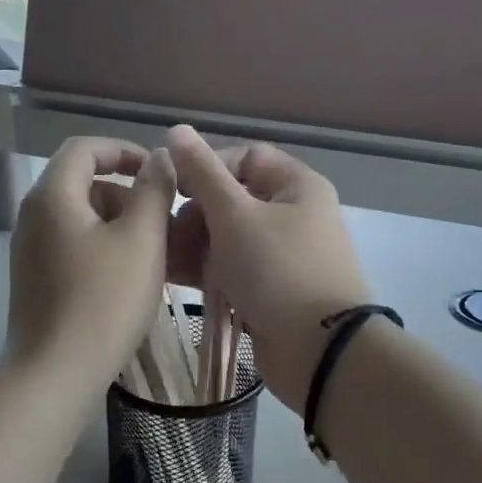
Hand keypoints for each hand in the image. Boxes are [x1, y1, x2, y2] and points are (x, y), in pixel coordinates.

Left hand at [7, 137, 176, 382]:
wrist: (55, 373)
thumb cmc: (104, 301)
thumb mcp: (141, 240)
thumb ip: (153, 190)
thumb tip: (159, 158)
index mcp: (53, 195)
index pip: (85, 148)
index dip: (124, 150)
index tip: (159, 173)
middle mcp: (34, 216)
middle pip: (83, 183)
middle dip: (127, 194)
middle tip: (164, 223)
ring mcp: (31, 250)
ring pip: (81, 218)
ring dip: (120, 224)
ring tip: (156, 255)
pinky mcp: (36, 279)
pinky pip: (73, 246)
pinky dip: (104, 248)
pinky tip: (131, 279)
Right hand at [164, 126, 370, 408]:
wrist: (319, 352)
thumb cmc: (278, 271)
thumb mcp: (235, 215)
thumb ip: (203, 173)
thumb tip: (177, 130)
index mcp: (297, 186)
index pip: (245, 157)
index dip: (207, 168)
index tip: (174, 190)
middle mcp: (294, 215)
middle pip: (233, 199)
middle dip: (195, 214)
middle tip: (167, 234)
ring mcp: (283, 256)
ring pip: (228, 237)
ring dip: (194, 244)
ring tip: (162, 259)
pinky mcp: (271, 289)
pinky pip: (233, 268)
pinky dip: (205, 270)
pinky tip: (173, 277)